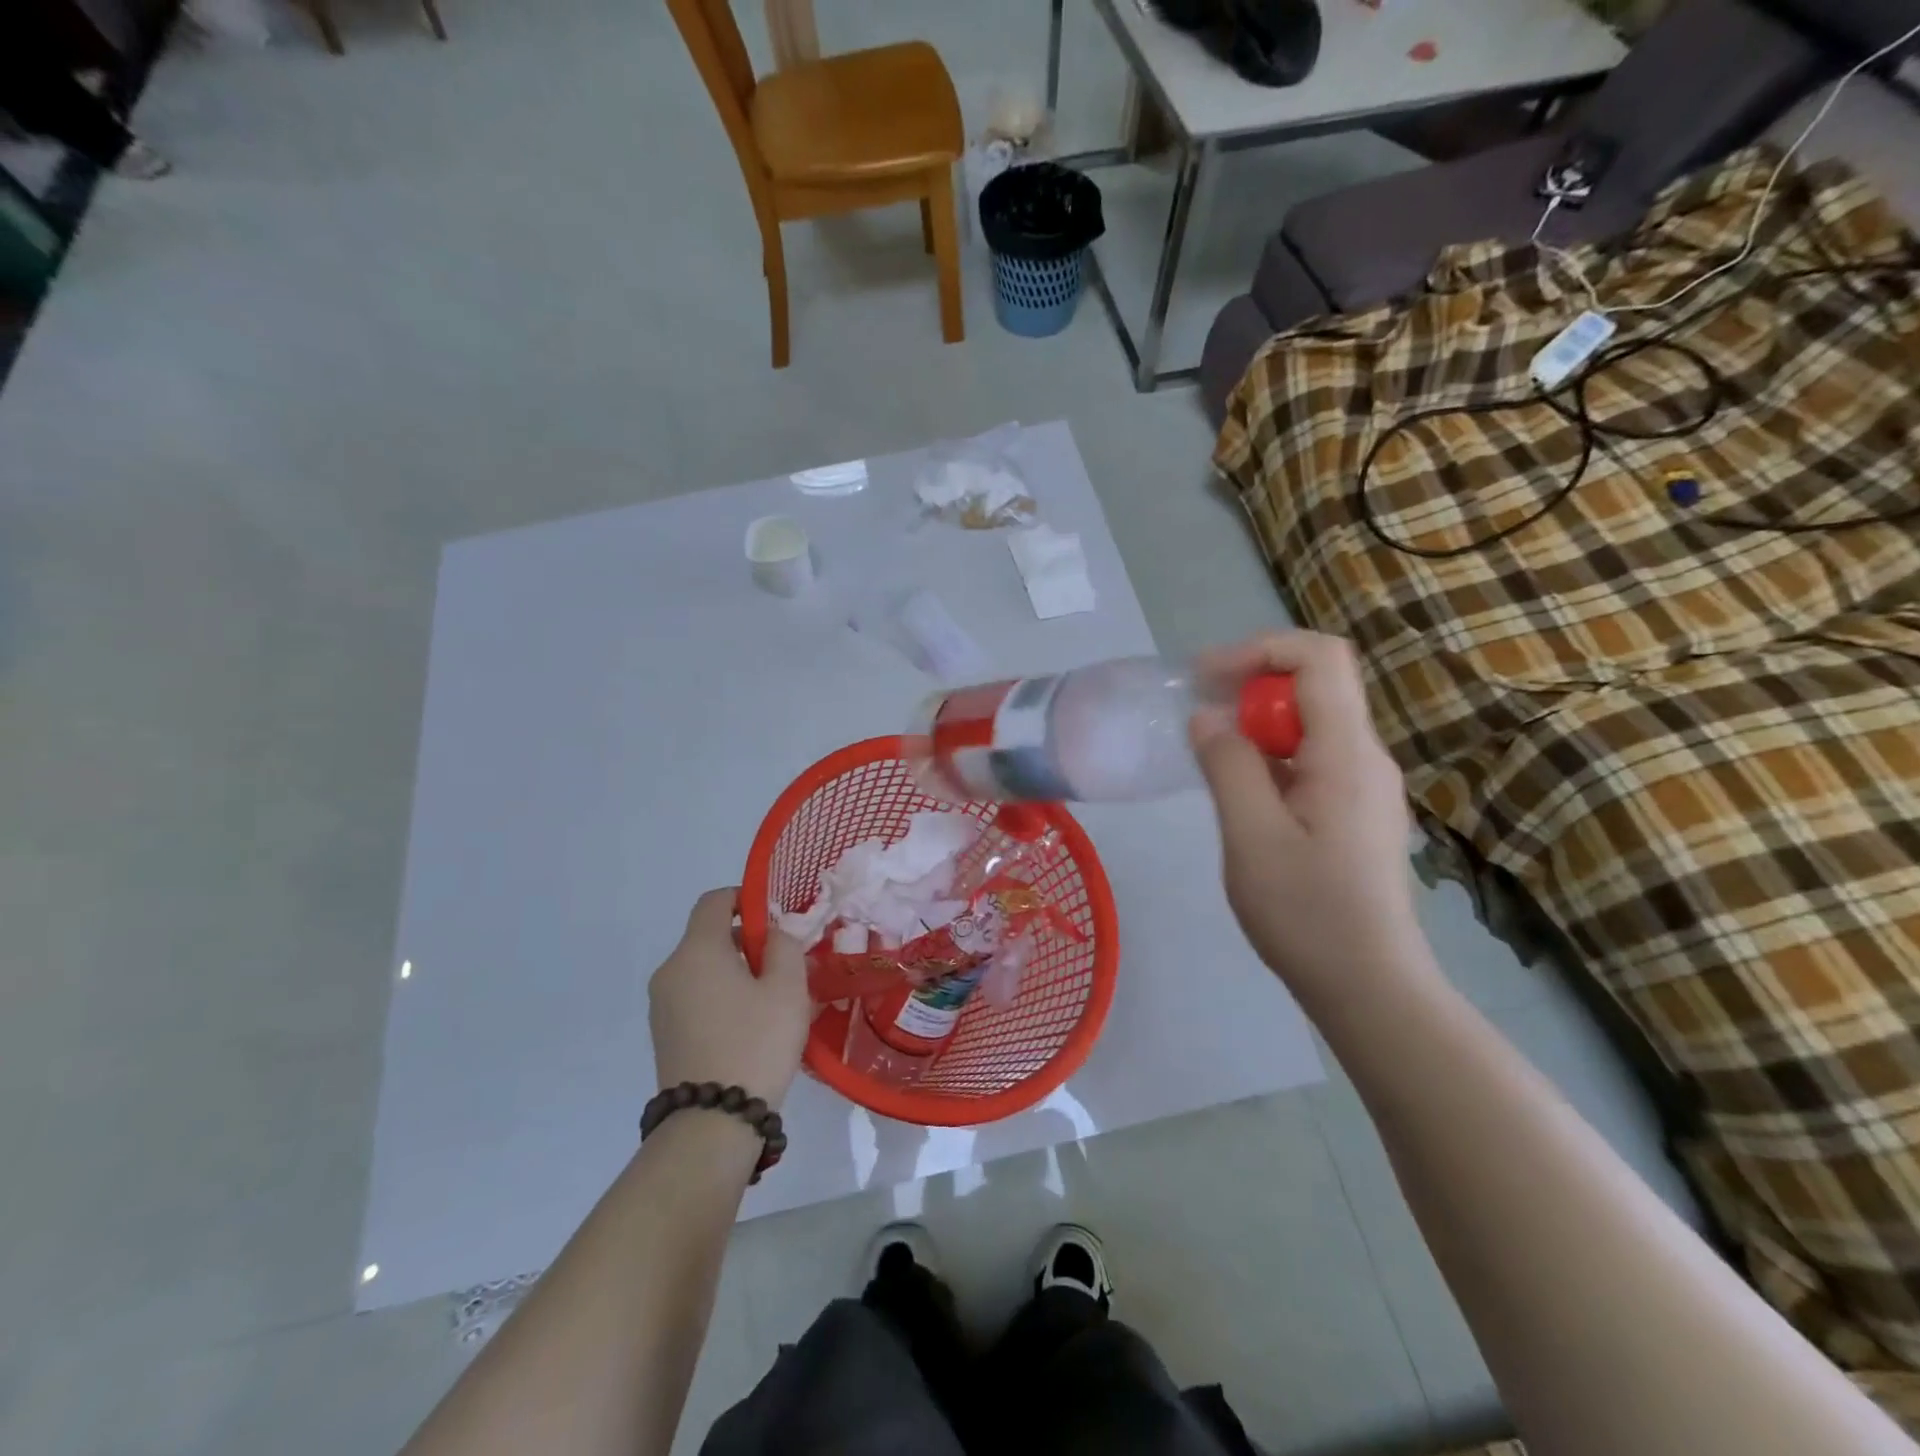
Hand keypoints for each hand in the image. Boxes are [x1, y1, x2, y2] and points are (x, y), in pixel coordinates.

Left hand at [649, 889, 811, 1109]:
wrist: (711, 1125)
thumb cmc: (756, 1044)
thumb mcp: (787, 988)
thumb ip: (784, 946)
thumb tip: (771, 933)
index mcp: (696, 951)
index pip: (714, 901)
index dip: (745, 898)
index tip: (774, 920)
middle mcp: (670, 971)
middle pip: (708, 936)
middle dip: (746, 941)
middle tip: (783, 967)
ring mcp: (662, 1005)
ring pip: (703, 969)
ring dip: (735, 971)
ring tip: (770, 1002)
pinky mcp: (664, 1034)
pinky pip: (695, 997)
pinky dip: (720, 997)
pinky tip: (748, 1027)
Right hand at [1189, 632, 1429, 998]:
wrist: (1369, 986)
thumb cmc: (1307, 913)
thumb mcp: (1251, 837)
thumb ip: (1228, 766)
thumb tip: (1207, 717)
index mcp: (1347, 754)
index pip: (1319, 658)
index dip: (1260, 650)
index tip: (1206, 679)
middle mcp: (1365, 757)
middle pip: (1316, 684)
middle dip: (1252, 687)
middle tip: (1201, 721)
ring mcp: (1364, 785)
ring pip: (1311, 722)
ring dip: (1258, 724)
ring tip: (1213, 758)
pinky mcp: (1355, 811)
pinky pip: (1312, 757)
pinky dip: (1271, 755)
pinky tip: (1242, 793)